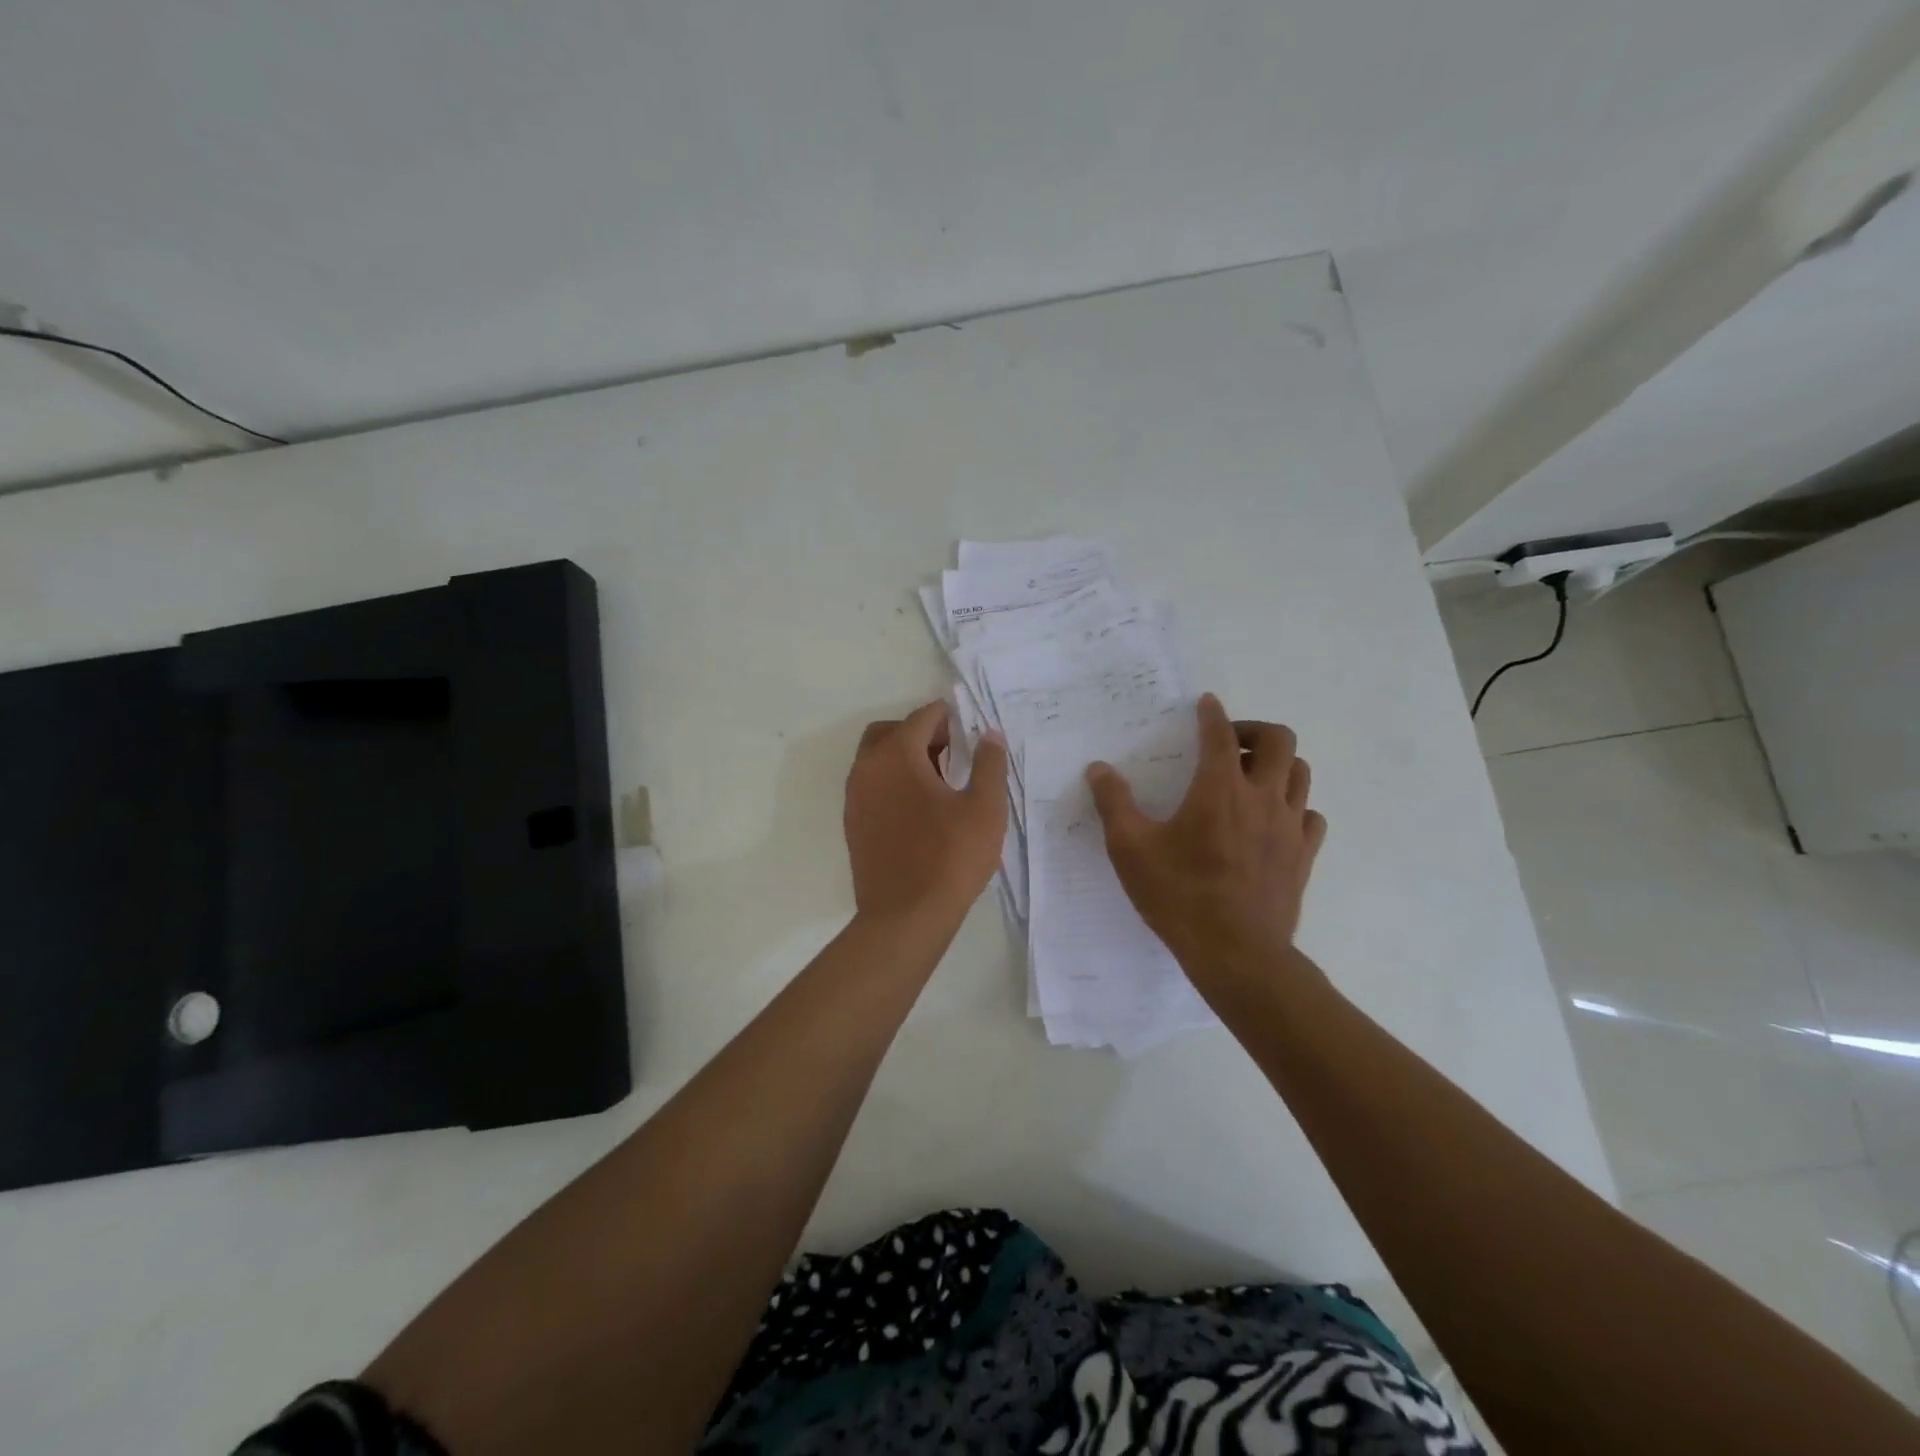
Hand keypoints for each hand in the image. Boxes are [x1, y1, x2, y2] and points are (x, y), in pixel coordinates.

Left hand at [845, 702, 1009, 923]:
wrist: (905, 917)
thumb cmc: (950, 858)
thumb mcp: (984, 808)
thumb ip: (989, 764)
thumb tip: (989, 735)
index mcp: (896, 756)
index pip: (922, 718)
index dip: (950, 718)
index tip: (971, 730)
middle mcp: (867, 769)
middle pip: (890, 732)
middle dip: (921, 733)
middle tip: (953, 752)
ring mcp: (854, 797)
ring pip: (877, 759)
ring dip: (905, 758)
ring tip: (941, 782)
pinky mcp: (853, 824)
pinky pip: (871, 786)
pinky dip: (893, 782)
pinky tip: (921, 810)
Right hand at [1086, 693, 1326, 980]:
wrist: (1237, 953)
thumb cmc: (1179, 896)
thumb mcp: (1130, 849)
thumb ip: (1113, 803)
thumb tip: (1098, 769)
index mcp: (1219, 789)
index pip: (1221, 734)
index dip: (1212, 714)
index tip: (1206, 704)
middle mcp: (1262, 797)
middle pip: (1280, 740)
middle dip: (1254, 731)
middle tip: (1229, 745)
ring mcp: (1290, 827)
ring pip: (1301, 773)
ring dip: (1278, 765)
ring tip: (1251, 778)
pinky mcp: (1304, 855)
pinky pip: (1309, 814)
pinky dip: (1294, 805)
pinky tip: (1272, 820)